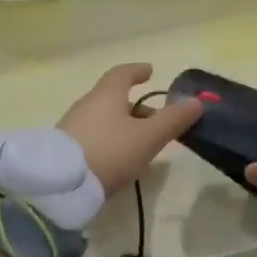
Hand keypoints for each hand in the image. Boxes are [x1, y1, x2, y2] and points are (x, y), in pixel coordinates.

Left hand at [57, 63, 202, 193]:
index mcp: (106, 95)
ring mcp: (72, 126)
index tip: (150, 71)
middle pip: (113, 98)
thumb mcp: (148, 137)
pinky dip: (109, 140)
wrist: (60, 186)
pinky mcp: (64, 149)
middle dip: (135, 107)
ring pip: (103, 119)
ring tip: (141, 144)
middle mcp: (86, 105)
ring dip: (123, 125)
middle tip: (156, 120)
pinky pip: (93, 136)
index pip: (122, 74)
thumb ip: (173, 120)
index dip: (137, 71)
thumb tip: (196, 101)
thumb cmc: (109, 152)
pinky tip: (117, 159)